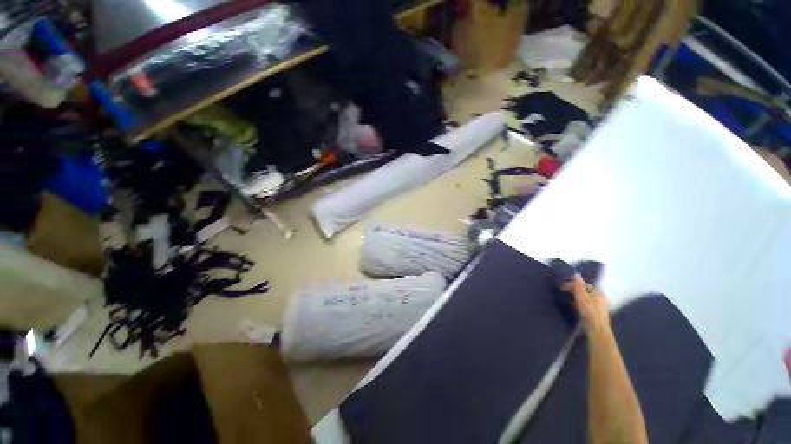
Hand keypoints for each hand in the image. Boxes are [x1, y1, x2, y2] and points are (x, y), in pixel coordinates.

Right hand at [562, 275, 610, 332]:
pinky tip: (576, 305)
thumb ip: (578, 285)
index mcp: (597, 291)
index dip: (572, 284)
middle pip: (585, 290)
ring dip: (576, 296)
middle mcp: (600, 297)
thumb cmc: (588, 310)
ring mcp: (599, 305)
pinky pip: (587, 303)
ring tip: (567, 298)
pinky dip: (580, 301)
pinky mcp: (597, 312)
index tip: (562, 286)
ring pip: (586, 297)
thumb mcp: (581, 296)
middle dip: (574, 289)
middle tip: (563, 291)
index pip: (583, 284)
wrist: (596, 328)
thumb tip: (576, 274)